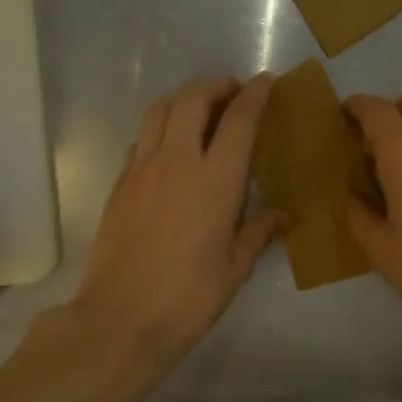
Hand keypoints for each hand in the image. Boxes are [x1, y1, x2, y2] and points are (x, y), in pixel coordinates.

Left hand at [74, 74, 283, 365]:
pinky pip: (142, 138)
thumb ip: (259, 232)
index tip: (267, 81)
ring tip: (202, 110)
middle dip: (217, 86)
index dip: (256, 93)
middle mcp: (178, 161)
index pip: (239, 119)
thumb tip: (281, 215)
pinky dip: (161, 128)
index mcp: (216, 180)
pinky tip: (172, 148)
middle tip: (234, 95)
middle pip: (193, 98)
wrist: (121, 320)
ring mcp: (142, 169)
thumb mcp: (235, 268)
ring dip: (185, 99)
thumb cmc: (189, 298)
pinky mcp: (120, 184)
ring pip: (160, 110)